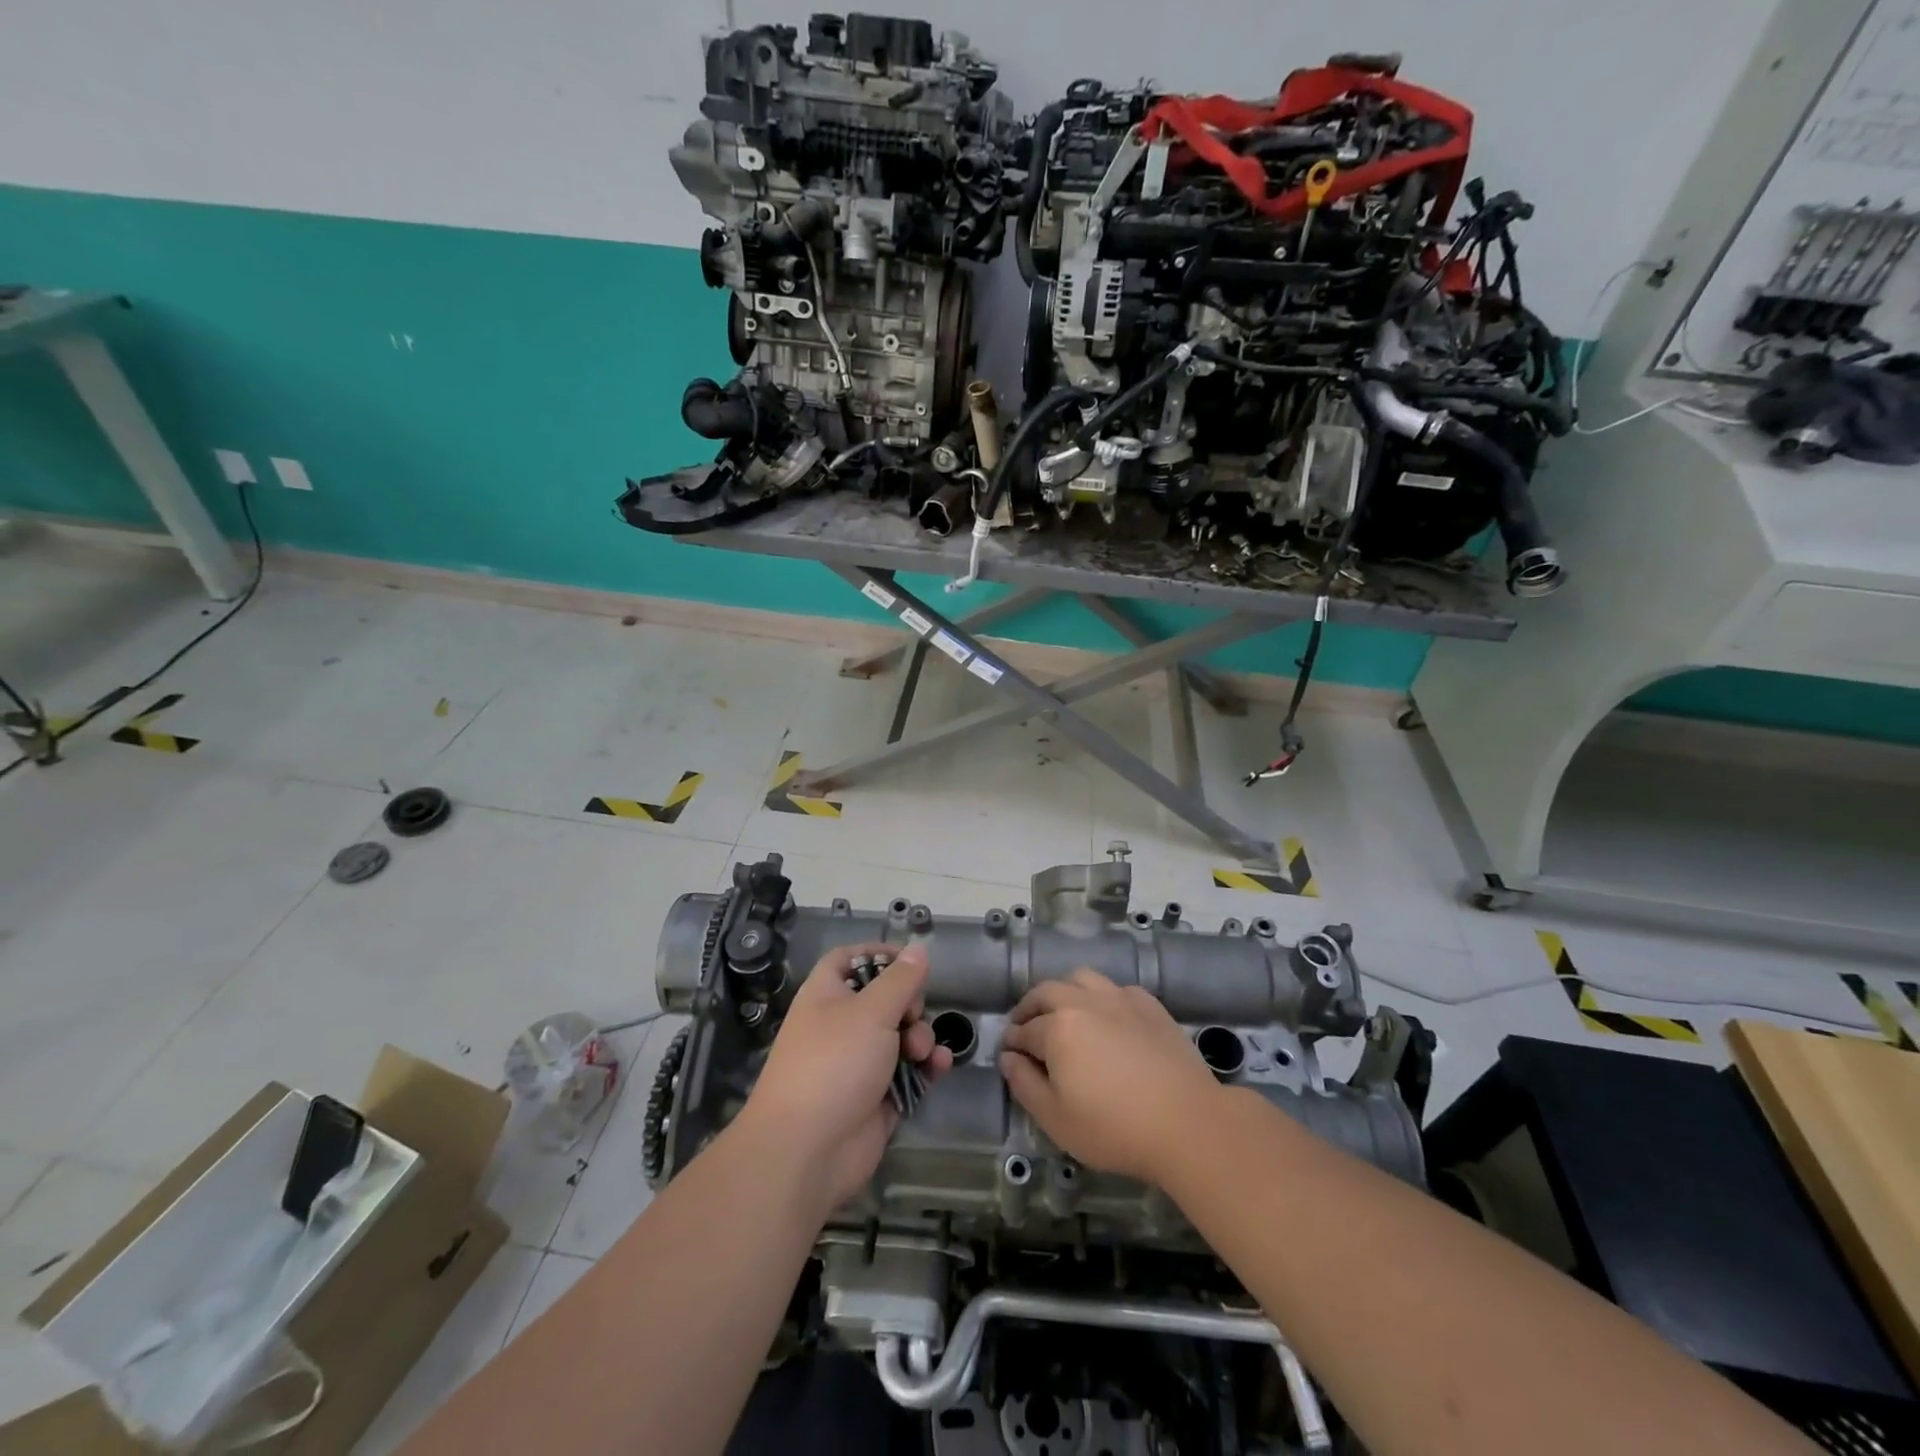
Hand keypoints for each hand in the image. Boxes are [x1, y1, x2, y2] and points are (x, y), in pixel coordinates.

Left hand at [736, 943, 952, 1216]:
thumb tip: (917, 949)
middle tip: (912, 1015)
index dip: (877, 954)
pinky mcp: (876, 1097)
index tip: (909, 960)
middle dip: (910, 1004)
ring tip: (921, 1052)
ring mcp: (858, 1063)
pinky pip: (907, 1072)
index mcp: (827, 995)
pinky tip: (939, 1067)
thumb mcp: (872, 1011)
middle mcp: (840, 1024)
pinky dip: (925, 1068)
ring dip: (921, 1038)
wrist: (806, 1151)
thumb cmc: (834, 1063)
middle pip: (884, 998)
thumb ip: (900, 979)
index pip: (849, 959)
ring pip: (900, 1036)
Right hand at [1001, 969, 1225, 1184]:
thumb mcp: (1056, 1118)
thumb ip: (1024, 1084)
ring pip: (1081, 978)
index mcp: (1058, 1026)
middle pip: (1047, 992)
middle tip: (1025, 1028)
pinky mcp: (1150, 1005)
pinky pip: (1116, 988)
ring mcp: (1120, 998)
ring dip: (1064, 992)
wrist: (1187, 1122)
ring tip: (1063, 1014)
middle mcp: (1085, 1001)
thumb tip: (1008, 1058)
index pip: (1024, 1029)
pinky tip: (1107, 1018)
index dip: (1012, 1041)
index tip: (1008, 1052)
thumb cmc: (1114, 1127)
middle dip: (1030, 1008)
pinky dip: (1101, 997)